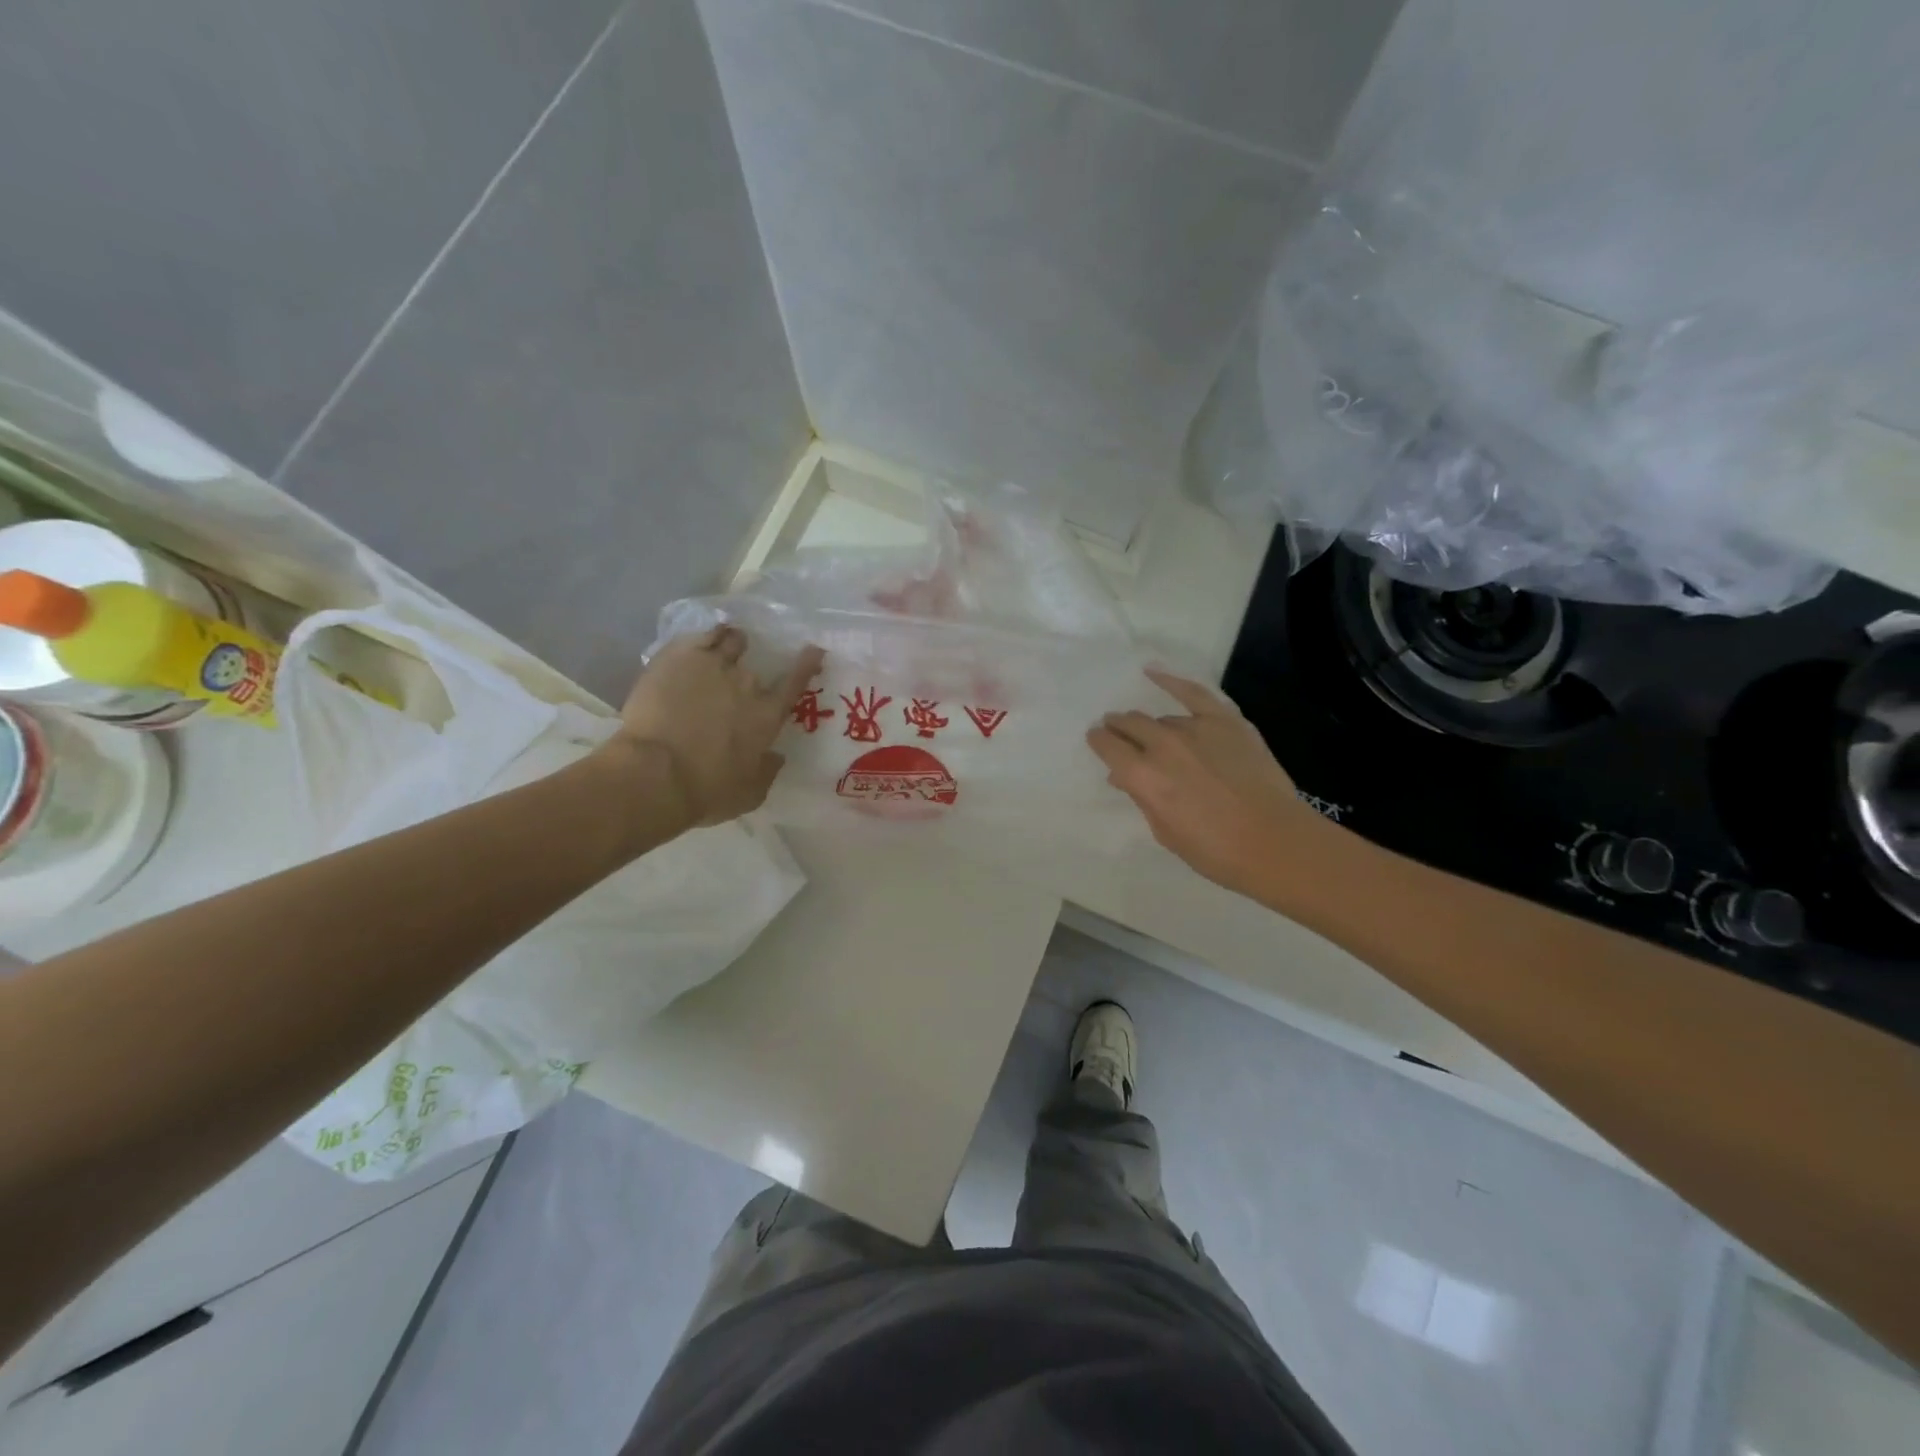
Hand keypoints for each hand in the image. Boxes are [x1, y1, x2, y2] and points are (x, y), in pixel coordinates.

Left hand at [609, 626, 824, 828]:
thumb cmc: (707, 791)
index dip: (806, 664)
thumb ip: (767, 772)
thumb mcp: (749, 793)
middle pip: (756, 667)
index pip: (795, 682)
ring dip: (732, 642)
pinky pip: (702, 634)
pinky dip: (708, 634)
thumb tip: (777, 757)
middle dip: (750, 672)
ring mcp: (713, 665)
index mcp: (767, 716)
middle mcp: (747, 684)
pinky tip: (703, 638)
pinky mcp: (680, 656)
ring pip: (731, 640)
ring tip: (725, 643)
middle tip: (738, 678)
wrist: (656, 773)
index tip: (813, 650)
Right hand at [1087, 668, 1316, 896]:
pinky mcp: (1225, 721)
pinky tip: (1152, 672)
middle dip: (1118, 727)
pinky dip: (1171, 681)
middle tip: (1116, 732)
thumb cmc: (1215, 851)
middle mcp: (1162, 745)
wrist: (1275, 842)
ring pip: (1161, 719)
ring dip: (1150, 726)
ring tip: (1151, 733)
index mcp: (1141, 776)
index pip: (1107, 746)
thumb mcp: (1164, 832)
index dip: (1098, 741)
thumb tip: (1124, 777)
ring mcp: (1195, 728)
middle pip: (1129, 724)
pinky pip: (1193, 693)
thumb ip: (1142, 798)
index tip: (1097, 740)